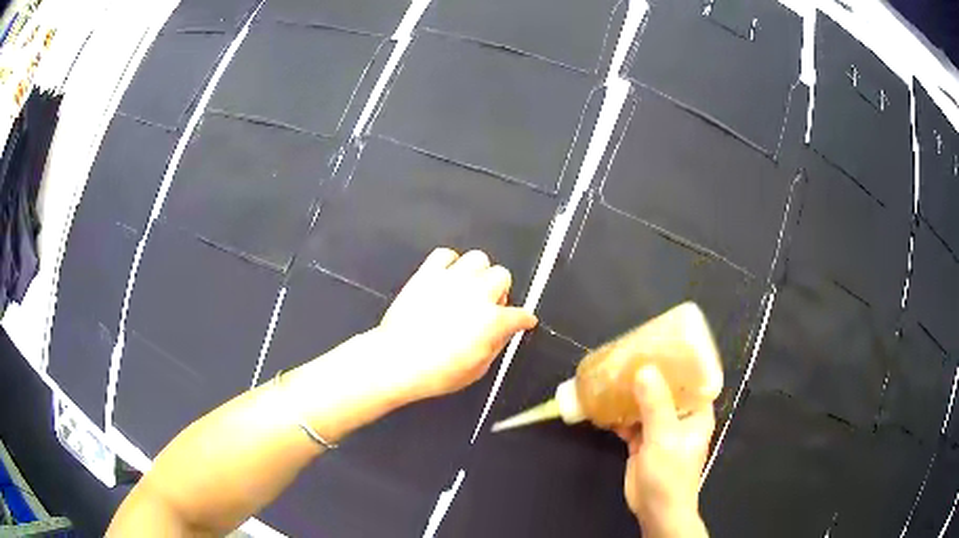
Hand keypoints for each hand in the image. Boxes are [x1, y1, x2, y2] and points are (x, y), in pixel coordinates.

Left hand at [372, 248, 537, 403]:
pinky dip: (450, 263)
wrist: (397, 361)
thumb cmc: (436, 372)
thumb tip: (503, 332)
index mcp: (492, 321)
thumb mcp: (477, 370)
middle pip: (502, 276)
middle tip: (489, 306)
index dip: (524, 320)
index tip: (523, 321)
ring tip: (469, 288)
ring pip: (478, 258)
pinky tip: (447, 278)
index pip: (520, 314)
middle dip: (500, 291)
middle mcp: (476, 294)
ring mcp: (451, 280)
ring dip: (478, 273)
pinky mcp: (428, 274)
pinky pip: (445, 254)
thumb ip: (496, 345)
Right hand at [619, 366, 712, 537]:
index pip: (693, 379)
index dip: (680, 362)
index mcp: (696, 412)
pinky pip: (631, 421)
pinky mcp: (643, 442)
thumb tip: (644, 370)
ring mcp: (660, 429)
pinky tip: (605, 404)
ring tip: (615, 374)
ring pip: (647, 404)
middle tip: (631, 355)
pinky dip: (620, 414)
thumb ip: (655, 404)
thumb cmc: (670, 473)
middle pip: (666, 389)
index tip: (662, 345)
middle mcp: (680, 417)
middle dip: (650, 374)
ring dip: (632, 393)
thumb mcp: (664, 437)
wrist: (655, 508)